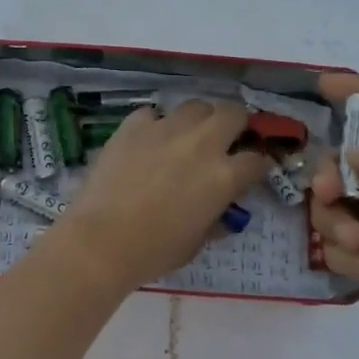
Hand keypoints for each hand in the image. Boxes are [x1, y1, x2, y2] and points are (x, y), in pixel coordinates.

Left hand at [54, 100, 270, 290]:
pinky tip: (148, 142)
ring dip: (198, 120)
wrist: (101, 240)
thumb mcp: (196, 243)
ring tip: (186, 137)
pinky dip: (155, 125)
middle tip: (224, 142)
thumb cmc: (154, 251)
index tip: (252, 171)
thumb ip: (215, 221)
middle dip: (235, 125)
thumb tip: (222, 214)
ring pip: (195, 107)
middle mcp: (202, 144)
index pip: (257, 160)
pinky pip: (153, 114)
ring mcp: (166, 129)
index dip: (258, 166)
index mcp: (224, 176)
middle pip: (233, 113)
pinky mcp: (133, 126)